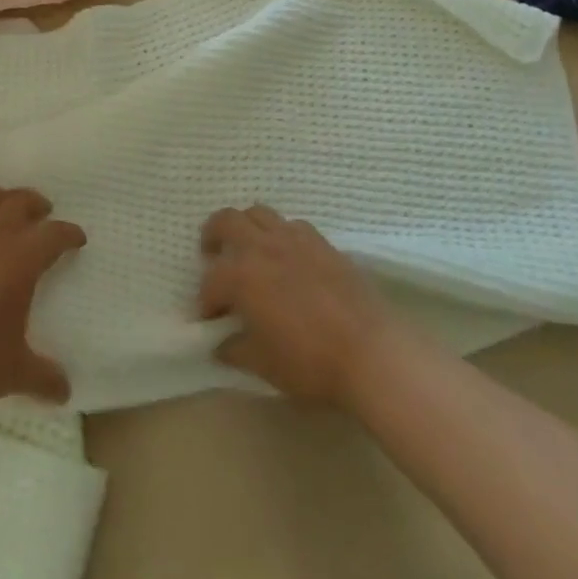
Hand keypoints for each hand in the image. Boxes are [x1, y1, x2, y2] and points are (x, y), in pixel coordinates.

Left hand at [0, 186, 85, 408]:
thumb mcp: (15, 373)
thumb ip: (44, 377)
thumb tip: (65, 392)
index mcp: (20, 262)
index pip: (54, 235)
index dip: (69, 233)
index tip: (76, 238)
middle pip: (18, 203)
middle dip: (34, 204)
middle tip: (42, 213)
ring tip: (2, 205)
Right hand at [199, 205, 395, 407]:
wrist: (371, 352)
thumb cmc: (310, 361)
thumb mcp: (263, 365)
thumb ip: (235, 350)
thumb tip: (221, 344)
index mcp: (241, 275)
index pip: (210, 281)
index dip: (206, 302)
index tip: (211, 321)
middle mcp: (262, 246)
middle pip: (226, 221)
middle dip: (213, 237)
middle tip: (214, 259)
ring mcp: (294, 238)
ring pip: (259, 213)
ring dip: (246, 228)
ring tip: (250, 252)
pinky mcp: (323, 242)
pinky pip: (292, 225)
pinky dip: (281, 235)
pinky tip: (288, 258)